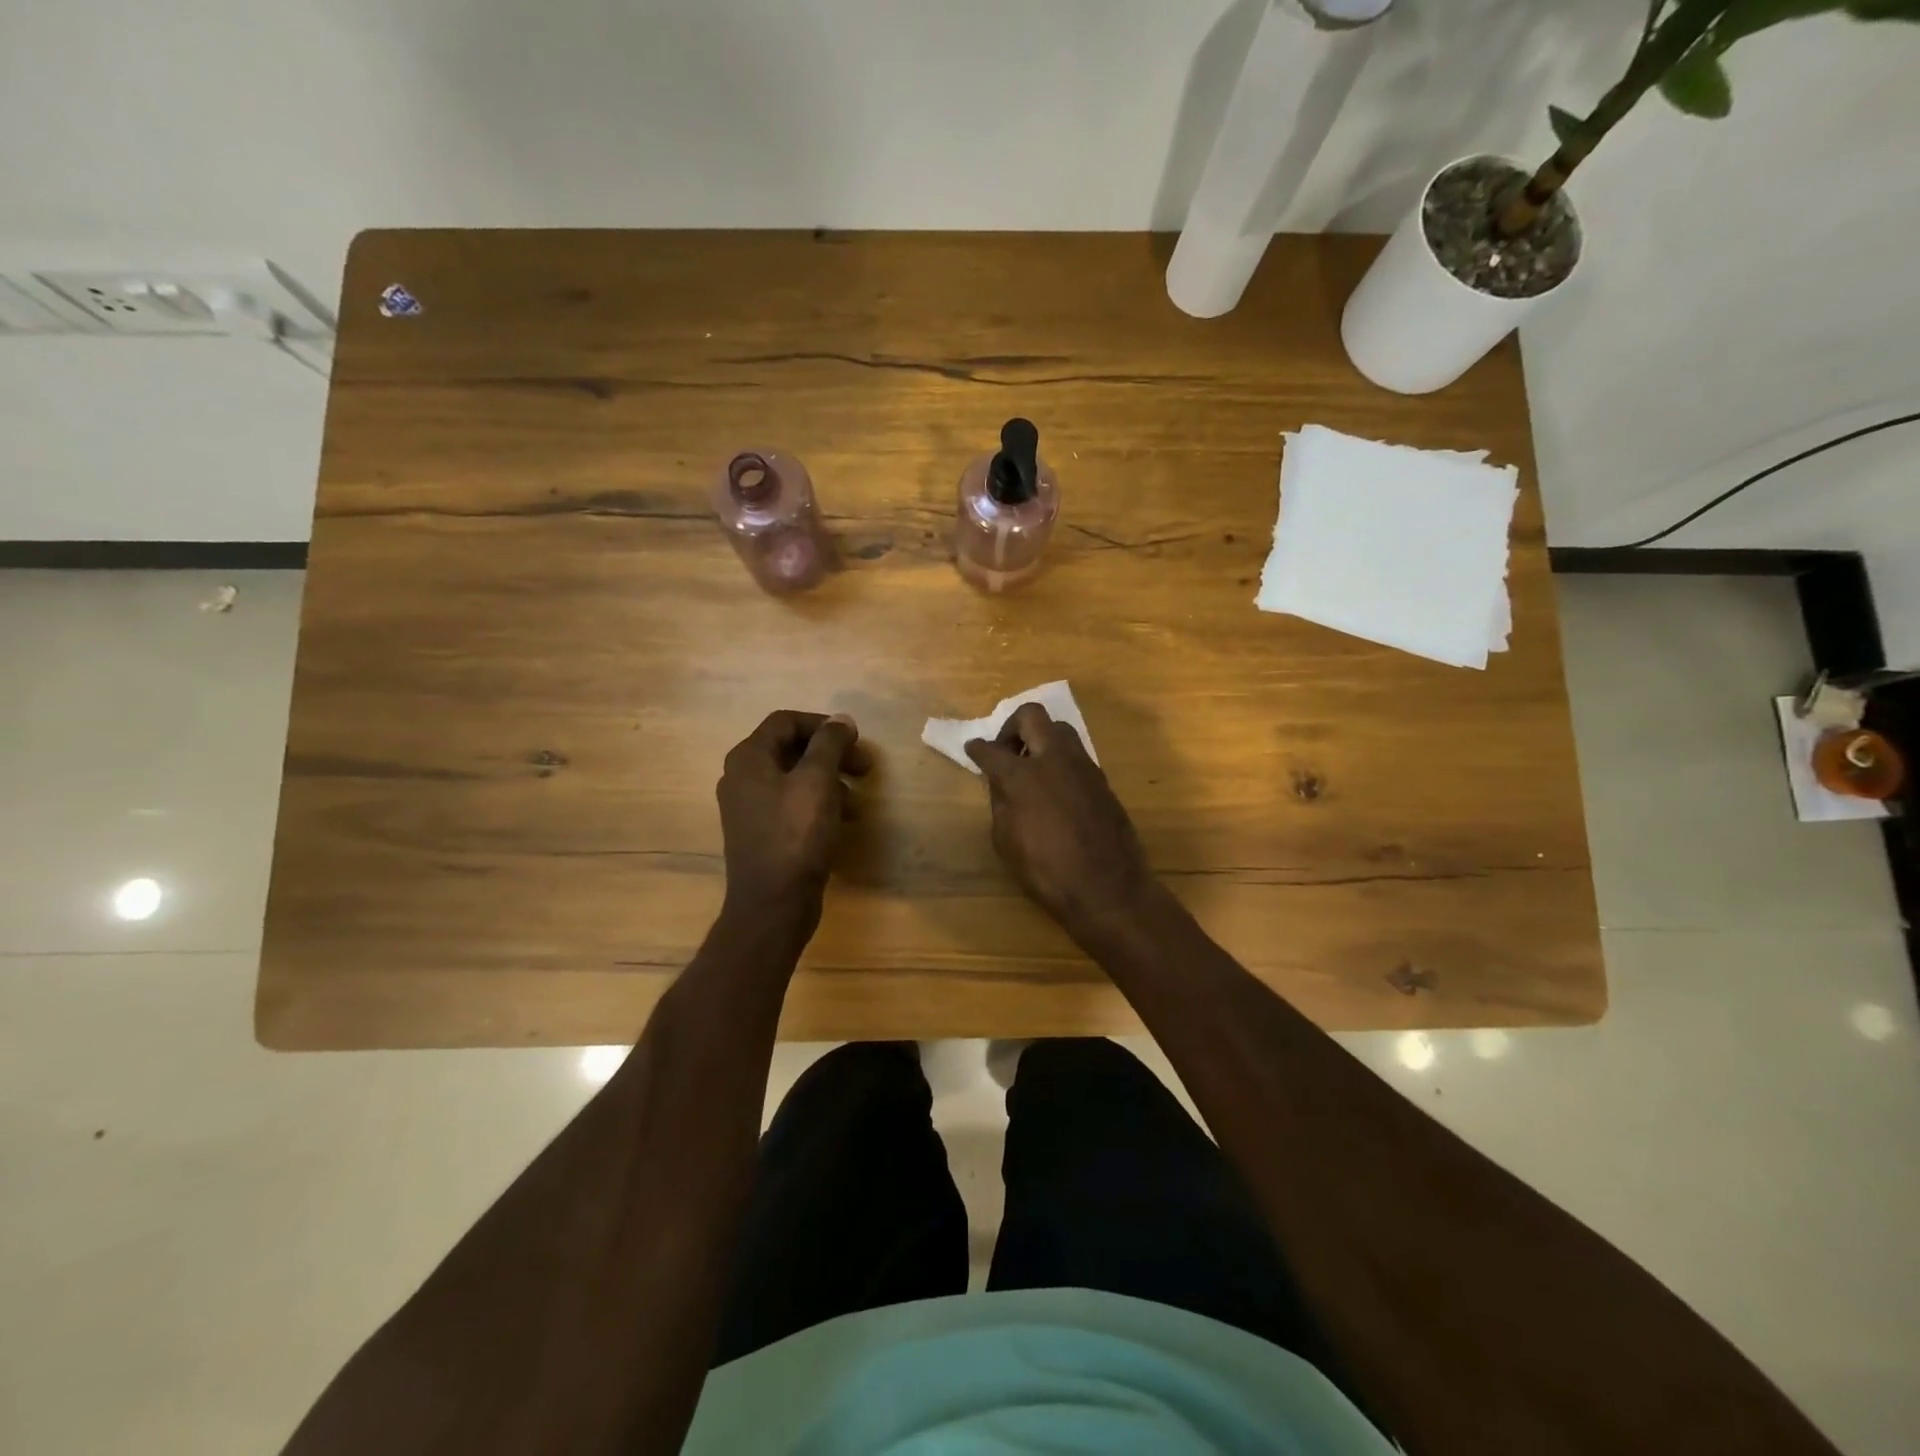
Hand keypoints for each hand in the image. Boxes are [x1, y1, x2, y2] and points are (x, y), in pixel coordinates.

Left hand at [717, 711, 871, 926]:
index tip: (855, 740)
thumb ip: (829, 744)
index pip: (785, 721)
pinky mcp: (762, 832)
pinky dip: (819, 804)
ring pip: (795, 779)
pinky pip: (792, 805)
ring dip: (830, 781)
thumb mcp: (817, 781)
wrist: (773, 904)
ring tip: (857, 800)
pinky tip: (843, 821)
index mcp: (749, 758)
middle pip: (791, 749)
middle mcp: (742, 777)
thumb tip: (841, 720)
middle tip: (865, 767)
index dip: (823, 725)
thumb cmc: (795, 835)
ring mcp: (750, 808)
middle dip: (831, 755)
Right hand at [964, 704, 1156, 944]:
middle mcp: (1053, 759)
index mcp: (1022, 775)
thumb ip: (1002, 803)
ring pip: (1059, 729)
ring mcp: (1083, 766)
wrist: (1108, 888)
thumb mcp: (1006, 841)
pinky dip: (1060, 760)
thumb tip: (1002, 783)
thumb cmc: (1047, 871)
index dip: (977, 749)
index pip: (991, 750)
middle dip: (1013, 727)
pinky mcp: (1102, 779)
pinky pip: (1076, 755)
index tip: (972, 749)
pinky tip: (1055, 787)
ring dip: (1041, 739)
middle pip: (1031, 716)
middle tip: (1006, 751)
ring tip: (1032, 768)